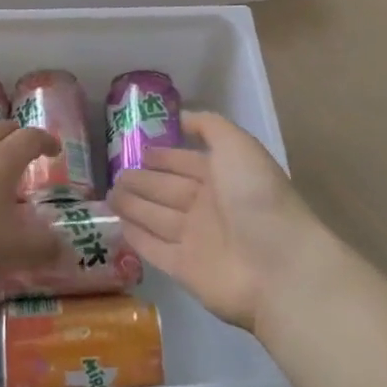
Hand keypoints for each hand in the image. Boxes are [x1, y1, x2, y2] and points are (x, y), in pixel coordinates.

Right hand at [108, 111, 323, 329]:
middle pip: (168, 190)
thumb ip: (209, 126)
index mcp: (223, 176)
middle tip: (115, 174)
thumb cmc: (256, 196)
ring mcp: (197, 240)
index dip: (164, 156)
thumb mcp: (237, 145)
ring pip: (157, 217)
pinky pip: (155, 249)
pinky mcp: (185, 270)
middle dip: (142, 181)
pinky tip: (120, 226)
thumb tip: (181, 117)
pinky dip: (138, 238)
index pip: (185, 162)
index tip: (138, 150)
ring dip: (134, 206)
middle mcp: (209, 206)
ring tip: (109, 195)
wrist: (277, 265)